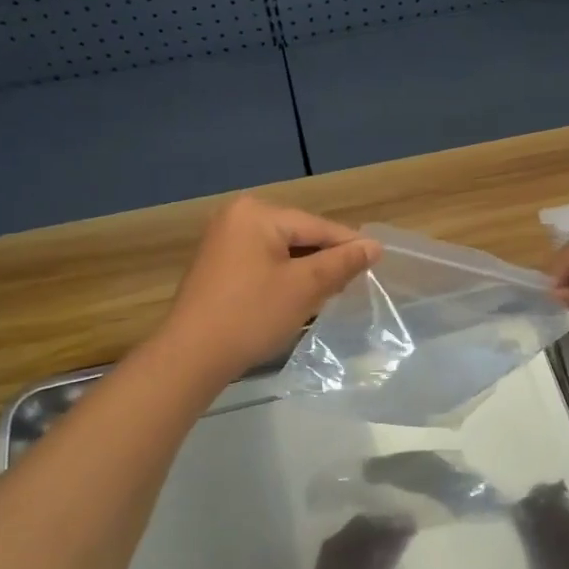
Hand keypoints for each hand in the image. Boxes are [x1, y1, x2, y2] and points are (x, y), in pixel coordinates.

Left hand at [157, 195, 379, 383]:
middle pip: (298, 235)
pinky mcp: (216, 264)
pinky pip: (261, 261)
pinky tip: (296, 297)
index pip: (316, 226)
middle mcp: (236, 216)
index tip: (377, 263)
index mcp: (257, 213)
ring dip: (305, 270)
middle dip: (325, 259)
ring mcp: (222, 240)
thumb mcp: (305, 286)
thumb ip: (341, 262)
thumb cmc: (252, 315)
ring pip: (281, 250)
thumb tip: (374, 246)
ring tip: (329, 293)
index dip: (349, 245)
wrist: (191, 356)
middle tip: (352, 284)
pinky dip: (282, 276)